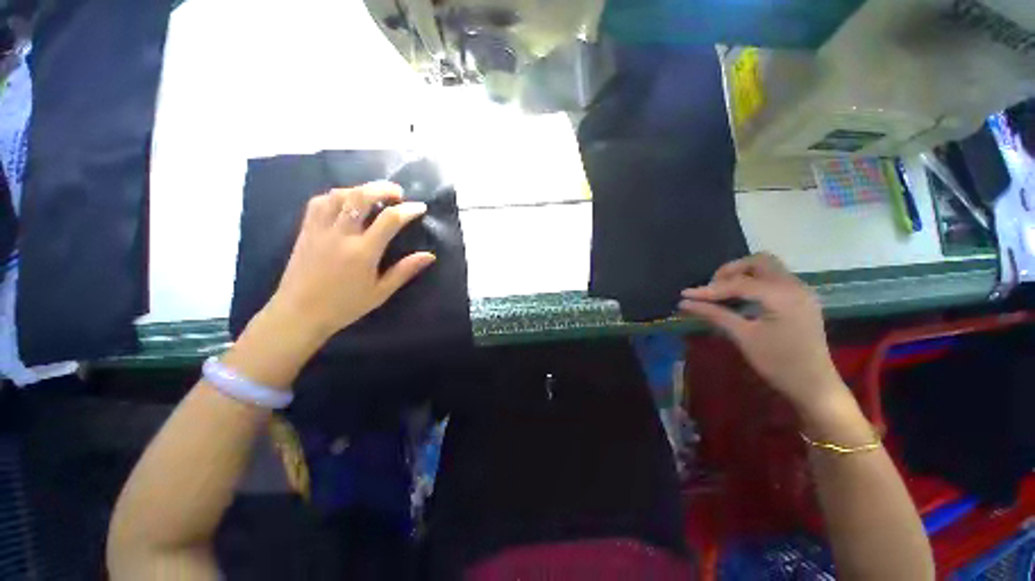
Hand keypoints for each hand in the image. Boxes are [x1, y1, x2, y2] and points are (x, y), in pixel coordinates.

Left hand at [266, 181, 435, 344]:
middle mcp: (341, 234)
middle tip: (398, 192)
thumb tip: (429, 256)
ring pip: (339, 195)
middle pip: (361, 197)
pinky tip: (345, 202)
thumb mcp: (381, 292)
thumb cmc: (345, 306)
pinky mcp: (306, 230)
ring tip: (373, 196)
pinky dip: (336, 196)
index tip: (420, 207)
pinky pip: (319, 202)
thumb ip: (405, 270)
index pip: (390, 220)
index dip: (408, 209)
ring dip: (360, 189)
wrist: (299, 313)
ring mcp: (320, 229)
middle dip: (383, 188)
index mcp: (363, 252)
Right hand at [678, 253, 842, 414]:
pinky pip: (774, 279)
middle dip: (731, 270)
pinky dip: (754, 282)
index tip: (685, 295)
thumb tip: (684, 303)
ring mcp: (801, 291)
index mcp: (782, 296)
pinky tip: (742, 299)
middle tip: (712, 288)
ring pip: (768, 268)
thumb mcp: (743, 337)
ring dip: (743, 274)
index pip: (738, 283)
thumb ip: (714, 314)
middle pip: (759, 262)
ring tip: (723, 293)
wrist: (814, 386)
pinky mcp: (801, 299)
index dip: (709, 289)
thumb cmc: (778, 363)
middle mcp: (794, 286)